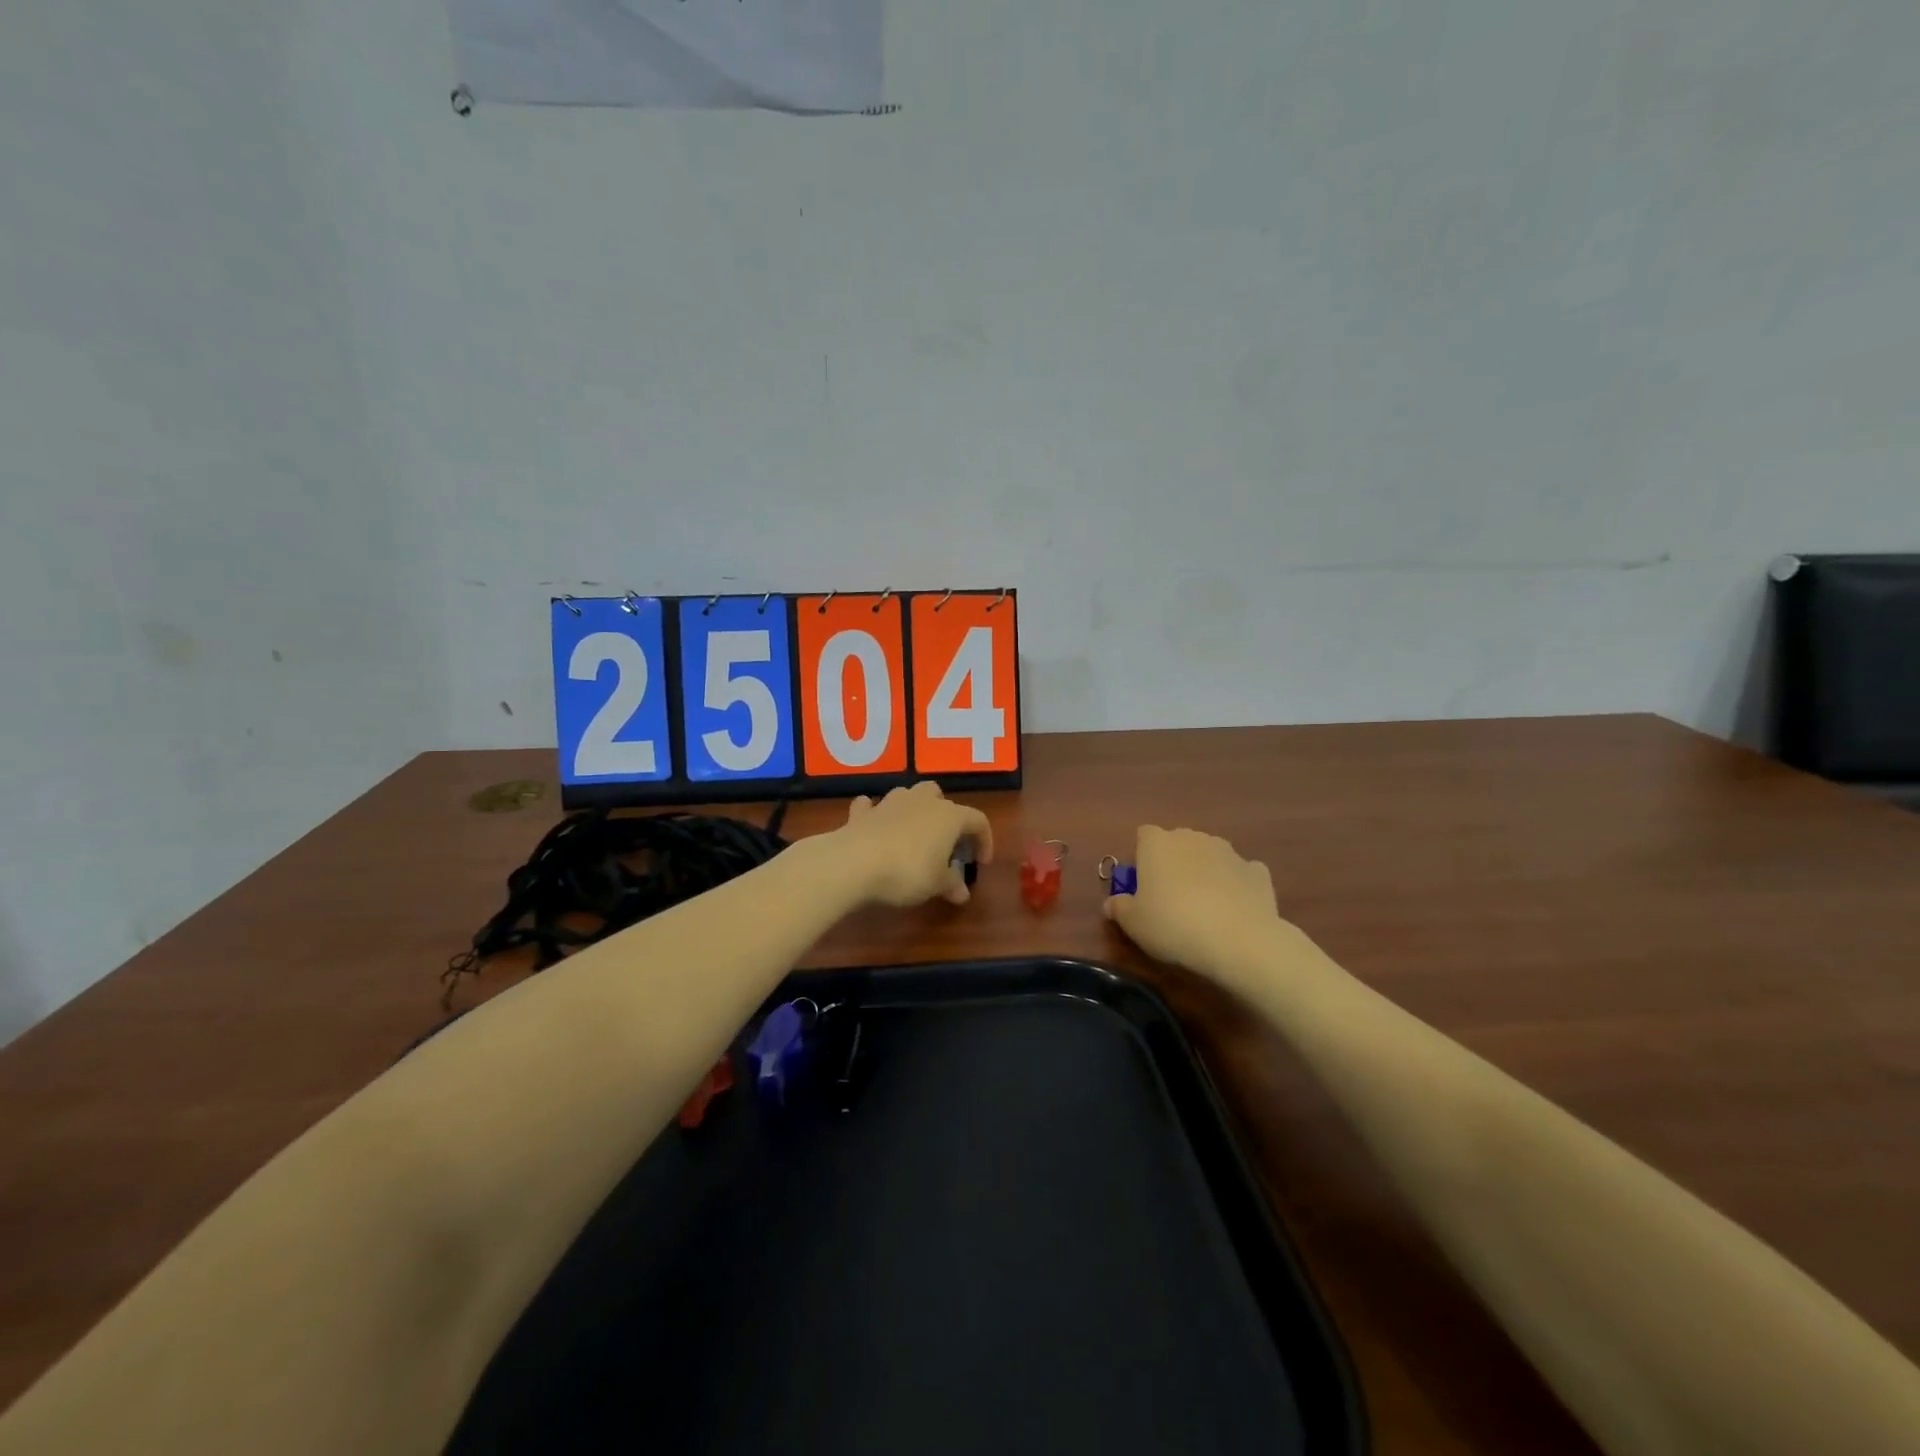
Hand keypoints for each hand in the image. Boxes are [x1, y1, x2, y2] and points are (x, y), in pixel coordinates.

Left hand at [833, 782, 993, 907]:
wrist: (854, 861)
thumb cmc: (907, 871)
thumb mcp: (936, 884)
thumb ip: (952, 885)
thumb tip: (963, 893)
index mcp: (949, 816)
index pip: (978, 820)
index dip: (984, 840)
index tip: (980, 863)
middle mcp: (922, 801)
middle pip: (940, 797)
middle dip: (945, 816)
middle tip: (945, 844)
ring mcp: (890, 803)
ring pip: (909, 796)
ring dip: (913, 811)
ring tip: (913, 836)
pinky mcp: (863, 813)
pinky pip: (872, 806)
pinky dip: (876, 814)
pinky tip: (875, 827)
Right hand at [1103, 826, 1321, 993]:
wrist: (1238, 940)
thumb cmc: (1173, 925)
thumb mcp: (1133, 924)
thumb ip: (1119, 908)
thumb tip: (1112, 903)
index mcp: (1157, 844)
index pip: (1144, 836)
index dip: (1142, 857)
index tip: (1143, 885)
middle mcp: (1192, 838)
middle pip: (1178, 843)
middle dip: (1174, 863)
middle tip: (1170, 899)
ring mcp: (1229, 852)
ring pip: (1209, 856)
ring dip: (1205, 872)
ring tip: (1204, 908)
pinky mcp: (1257, 871)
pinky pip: (1240, 873)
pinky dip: (1236, 885)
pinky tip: (1234, 910)